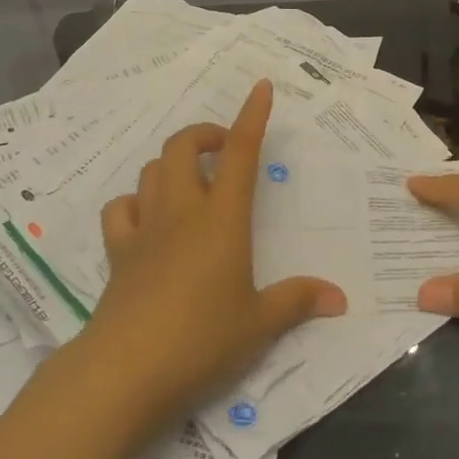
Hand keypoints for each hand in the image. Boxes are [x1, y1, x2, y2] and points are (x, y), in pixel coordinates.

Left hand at [71, 80, 347, 423]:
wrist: (127, 370)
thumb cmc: (203, 339)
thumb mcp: (259, 325)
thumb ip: (298, 302)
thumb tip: (339, 298)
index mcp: (223, 218)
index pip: (241, 152)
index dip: (252, 116)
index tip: (260, 88)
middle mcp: (182, 211)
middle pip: (183, 146)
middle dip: (204, 134)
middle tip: (224, 150)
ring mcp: (146, 228)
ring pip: (152, 170)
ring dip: (172, 164)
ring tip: (192, 183)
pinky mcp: (118, 251)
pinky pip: (121, 208)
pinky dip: (135, 202)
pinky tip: (148, 219)